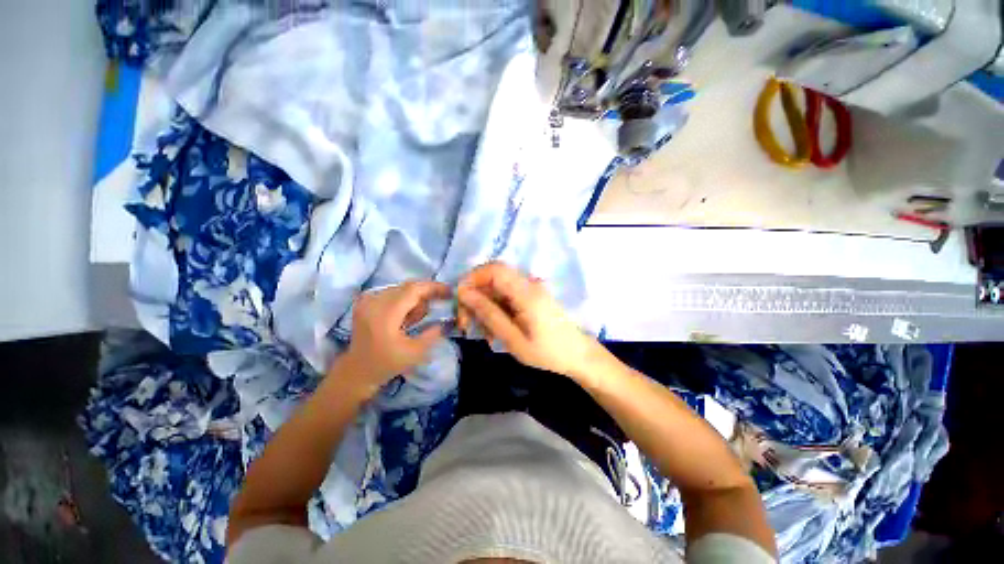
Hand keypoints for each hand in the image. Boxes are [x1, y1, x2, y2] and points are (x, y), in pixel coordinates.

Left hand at [338, 281, 450, 398]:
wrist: (357, 371)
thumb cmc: (386, 364)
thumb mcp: (415, 353)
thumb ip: (432, 333)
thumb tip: (444, 319)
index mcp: (385, 314)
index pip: (413, 290)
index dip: (434, 287)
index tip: (450, 292)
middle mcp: (374, 302)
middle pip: (408, 287)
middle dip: (426, 294)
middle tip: (437, 306)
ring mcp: (367, 300)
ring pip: (401, 289)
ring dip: (415, 300)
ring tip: (415, 320)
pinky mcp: (365, 302)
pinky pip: (392, 293)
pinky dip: (404, 301)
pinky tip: (404, 317)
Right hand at [456, 262, 599, 378]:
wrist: (578, 356)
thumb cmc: (547, 353)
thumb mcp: (513, 339)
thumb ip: (489, 314)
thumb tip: (464, 293)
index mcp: (526, 292)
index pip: (494, 269)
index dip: (472, 278)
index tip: (460, 301)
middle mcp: (528, 284)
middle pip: (492, 278)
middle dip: (475, 298)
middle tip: (467, 324)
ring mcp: (530, 290)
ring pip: (497, 289)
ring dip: (484, 308)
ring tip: (485, 335)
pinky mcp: (530, 297)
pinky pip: (506, 297)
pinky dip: (496, 311)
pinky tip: (495, 331)